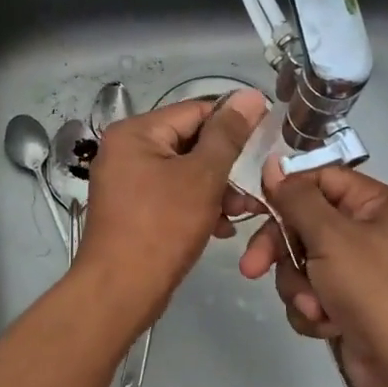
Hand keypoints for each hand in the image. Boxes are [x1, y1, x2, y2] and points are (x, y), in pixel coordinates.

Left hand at [73, 90, 268, 329]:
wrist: (119, 291)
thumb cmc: (162, 227)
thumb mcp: (202, 177)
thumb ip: (228, 135)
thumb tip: (249, 95)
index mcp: (135, 132)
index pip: (195, 111)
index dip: (234, 122)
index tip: (268, 138)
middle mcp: (125, 149)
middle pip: (189, 142)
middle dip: (225, 166)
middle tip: (254, 187)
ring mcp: (126, 181)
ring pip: (184, 172)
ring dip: (216, 190)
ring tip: (242, 213)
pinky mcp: (132, 209)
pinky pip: (172, 195)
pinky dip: (197, 206)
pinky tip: (221, 227)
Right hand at [238, 160, 387, 386]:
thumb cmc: (377, 288)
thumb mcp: (332, 235)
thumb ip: (297, 199)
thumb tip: (272, 164)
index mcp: (377, 205)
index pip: (321, 180)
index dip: (287, 192)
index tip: (254, 206)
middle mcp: (368, 233)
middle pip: (304, 224)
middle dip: (280, 250)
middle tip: (253, 267)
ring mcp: (357, 272)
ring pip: (301, 263)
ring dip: (298, 286)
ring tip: (314, 307)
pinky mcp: (346, 306)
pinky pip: (310, 294)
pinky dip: (311, 310)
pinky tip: (326, 325)